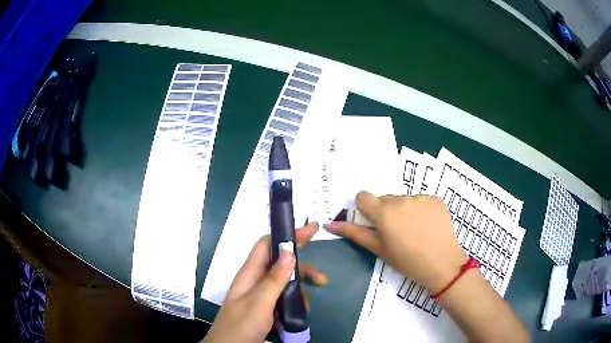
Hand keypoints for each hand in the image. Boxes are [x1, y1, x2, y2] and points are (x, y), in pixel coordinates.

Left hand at [203, 223, 326, 342]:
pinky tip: (300, 313)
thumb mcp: (260, 303)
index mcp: (250, 273)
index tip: (310, 231)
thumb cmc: (241, 325)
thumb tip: (289, 251)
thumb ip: (274, 279)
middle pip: (280, 264)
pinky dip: (294, 302)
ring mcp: (260, 295)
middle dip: (301, 268)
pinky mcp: (265, 308)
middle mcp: (255, 281)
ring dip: (299, 290)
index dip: (287, 235)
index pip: (267, 245)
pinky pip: (283, 298)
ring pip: (284, 283)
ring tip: (309, 304)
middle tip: (322, 277)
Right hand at [324, 191, 466, 293]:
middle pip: (385, 199)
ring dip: (403, 211)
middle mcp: (401, 199)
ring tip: (414, 231)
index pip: (363, 196)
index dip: (365, 209)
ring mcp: (420, 197)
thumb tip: (329, 224)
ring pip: (403, 199)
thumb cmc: (406, 261)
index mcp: (383, 212)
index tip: (374, 223)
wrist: (442, 264)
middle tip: (396, 233)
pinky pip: (420, 200)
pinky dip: (420, 210)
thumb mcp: (378, 249)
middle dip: (386, 212)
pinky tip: (427, 226)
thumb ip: (354, 233)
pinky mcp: (435, 199)